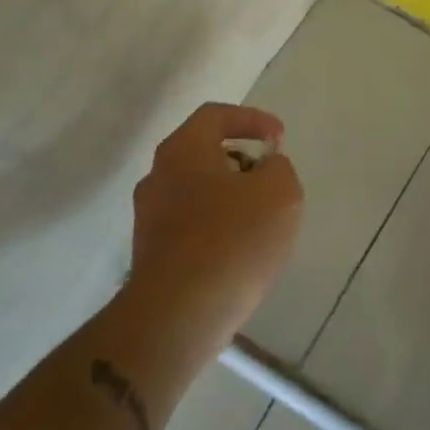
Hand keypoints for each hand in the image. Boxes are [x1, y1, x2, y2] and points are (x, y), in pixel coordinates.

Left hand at [126, 103, 303, 343]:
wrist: (179, 314)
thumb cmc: (233, 240)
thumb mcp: (280, 192)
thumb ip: (278, 167)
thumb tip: (265, 167)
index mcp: (183, 150)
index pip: (216, 116)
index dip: (252, 119)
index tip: (279, 139)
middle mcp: (158, 177)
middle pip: (203, 153)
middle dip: (242, 161)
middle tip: (270, 181)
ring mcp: (149, 217)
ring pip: (197, 192)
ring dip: (230, 198)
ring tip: (262, 222)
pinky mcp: (152, 254)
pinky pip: (191, 227)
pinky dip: (218, 228)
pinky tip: (240, 253)